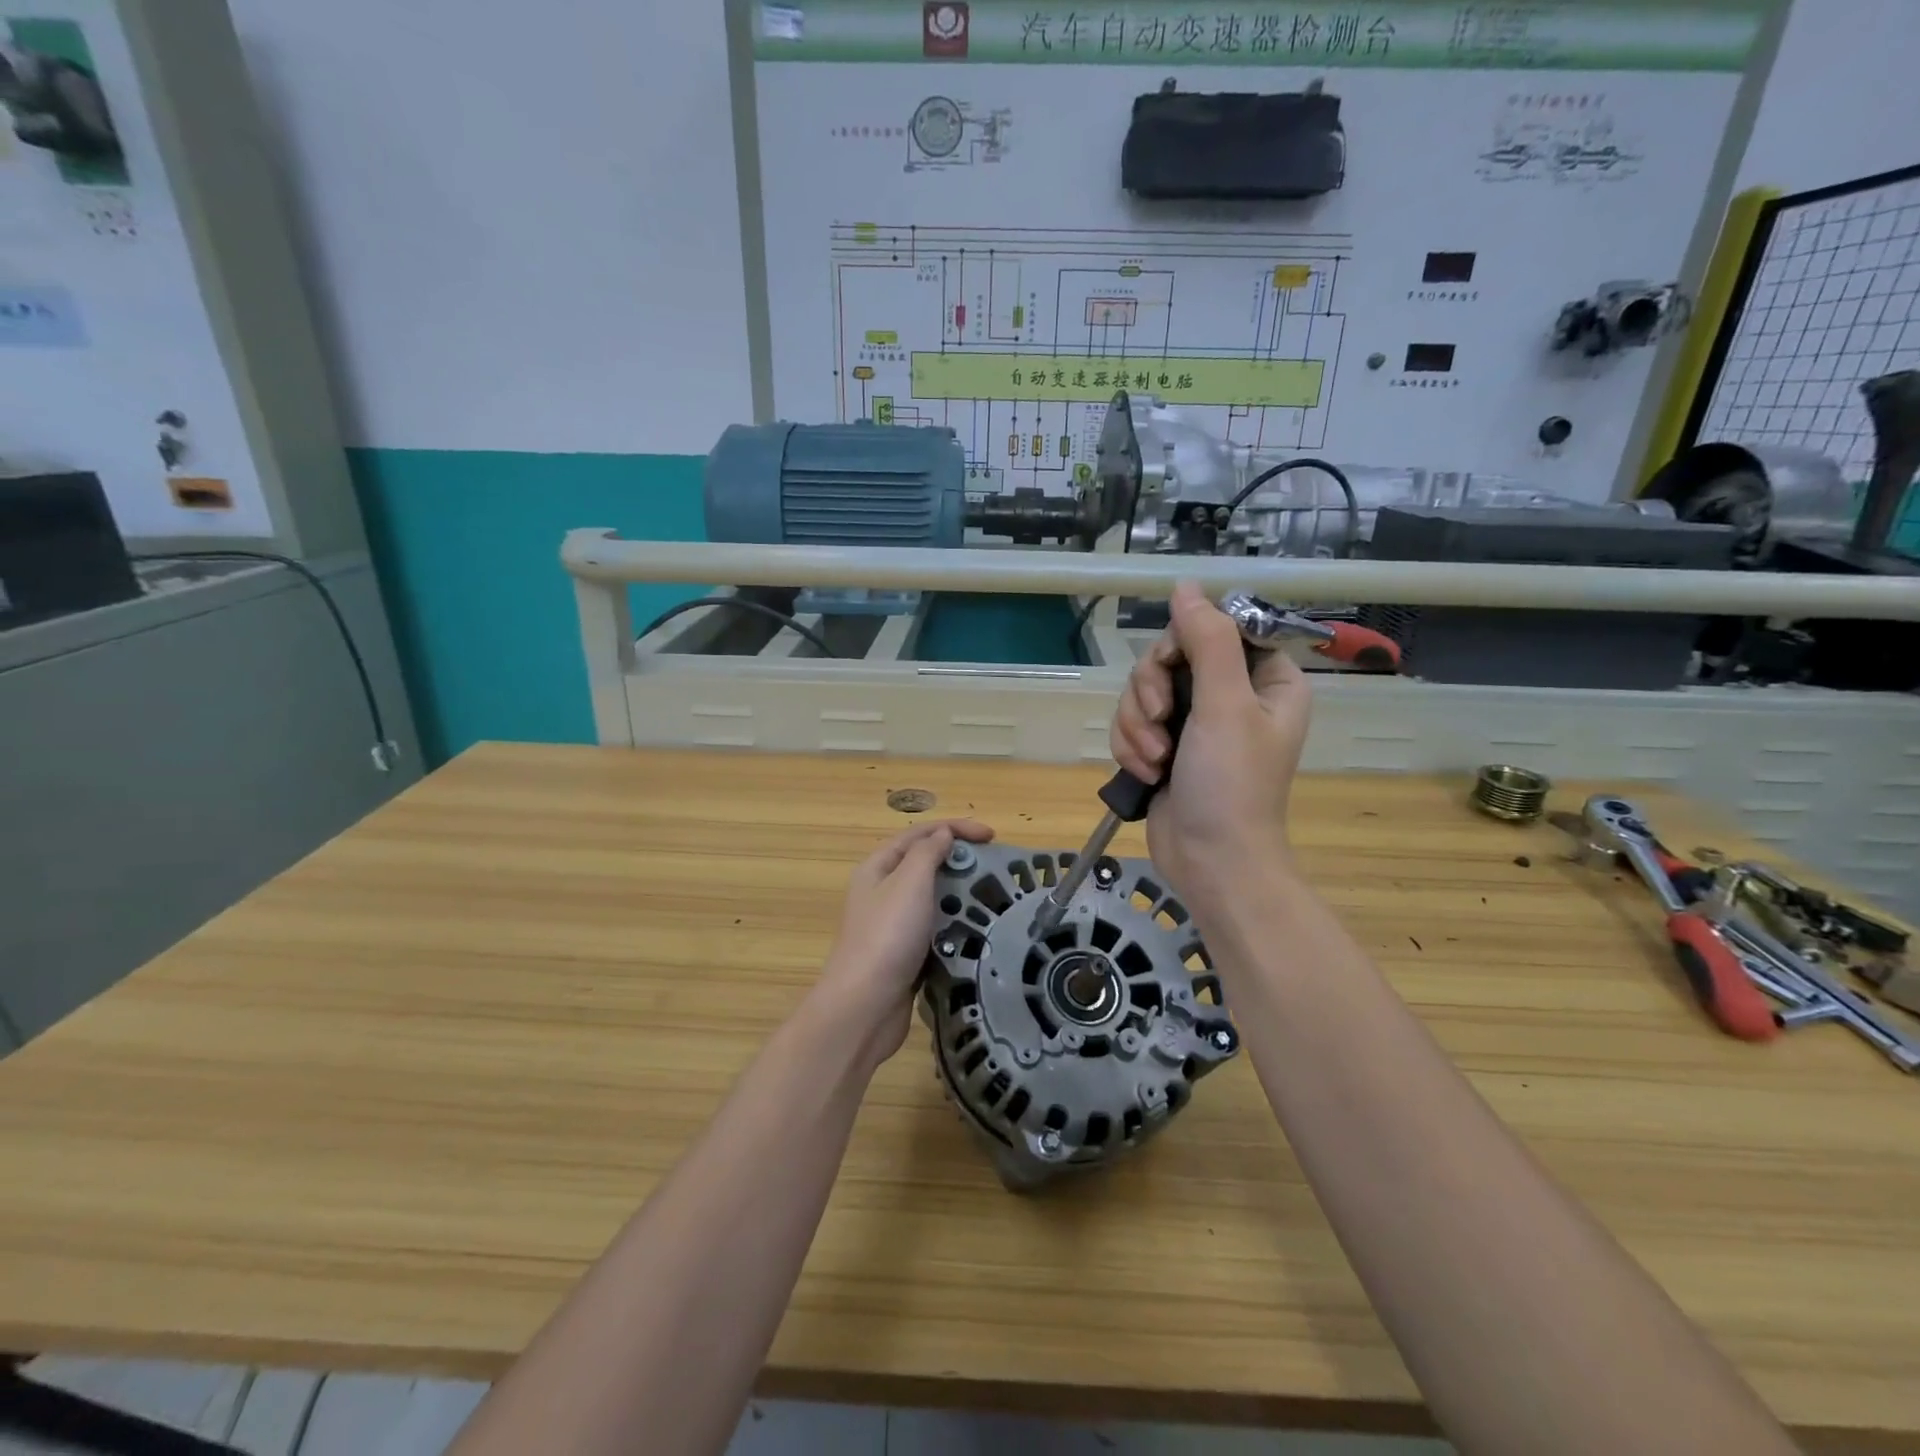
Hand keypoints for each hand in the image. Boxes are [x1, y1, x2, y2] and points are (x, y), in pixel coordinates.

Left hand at [818, 818, 994, 1063]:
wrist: (865, 1007)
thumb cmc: (887, 936)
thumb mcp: (909, 883)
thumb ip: (927, 853)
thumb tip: (943, 834)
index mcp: (878, 867)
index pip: (919, 834)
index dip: (955, 828)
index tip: (992, 836)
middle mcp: (882, 892)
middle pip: (923, 863)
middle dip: (958, 859)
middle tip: (995, 866)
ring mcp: (892, 925)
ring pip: (930, 897)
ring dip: (959, 892)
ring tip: (992, 896)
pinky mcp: (904, 954)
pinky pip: (933, 928)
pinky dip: (954, 923)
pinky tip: (976, 930)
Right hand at [1110, 582, 1311, 908]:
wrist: (1210, 862)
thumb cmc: (1231, 784)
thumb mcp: (1224, 706)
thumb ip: (1207, 641)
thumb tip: (1186, 585)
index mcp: (1265, 679)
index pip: (1214, 629)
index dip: (1181, 643)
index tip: (1169, 670)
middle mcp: (1231, 695)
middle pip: (1169, 658)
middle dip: (1151, 693)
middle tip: (1159, 721)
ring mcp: (1195, 723)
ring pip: (1143, 692)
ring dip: (1137, 725)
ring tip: (1154, 760)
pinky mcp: (1166, 748)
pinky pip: (1133, 723)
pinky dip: (1131, 747)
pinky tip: (1145, 773)